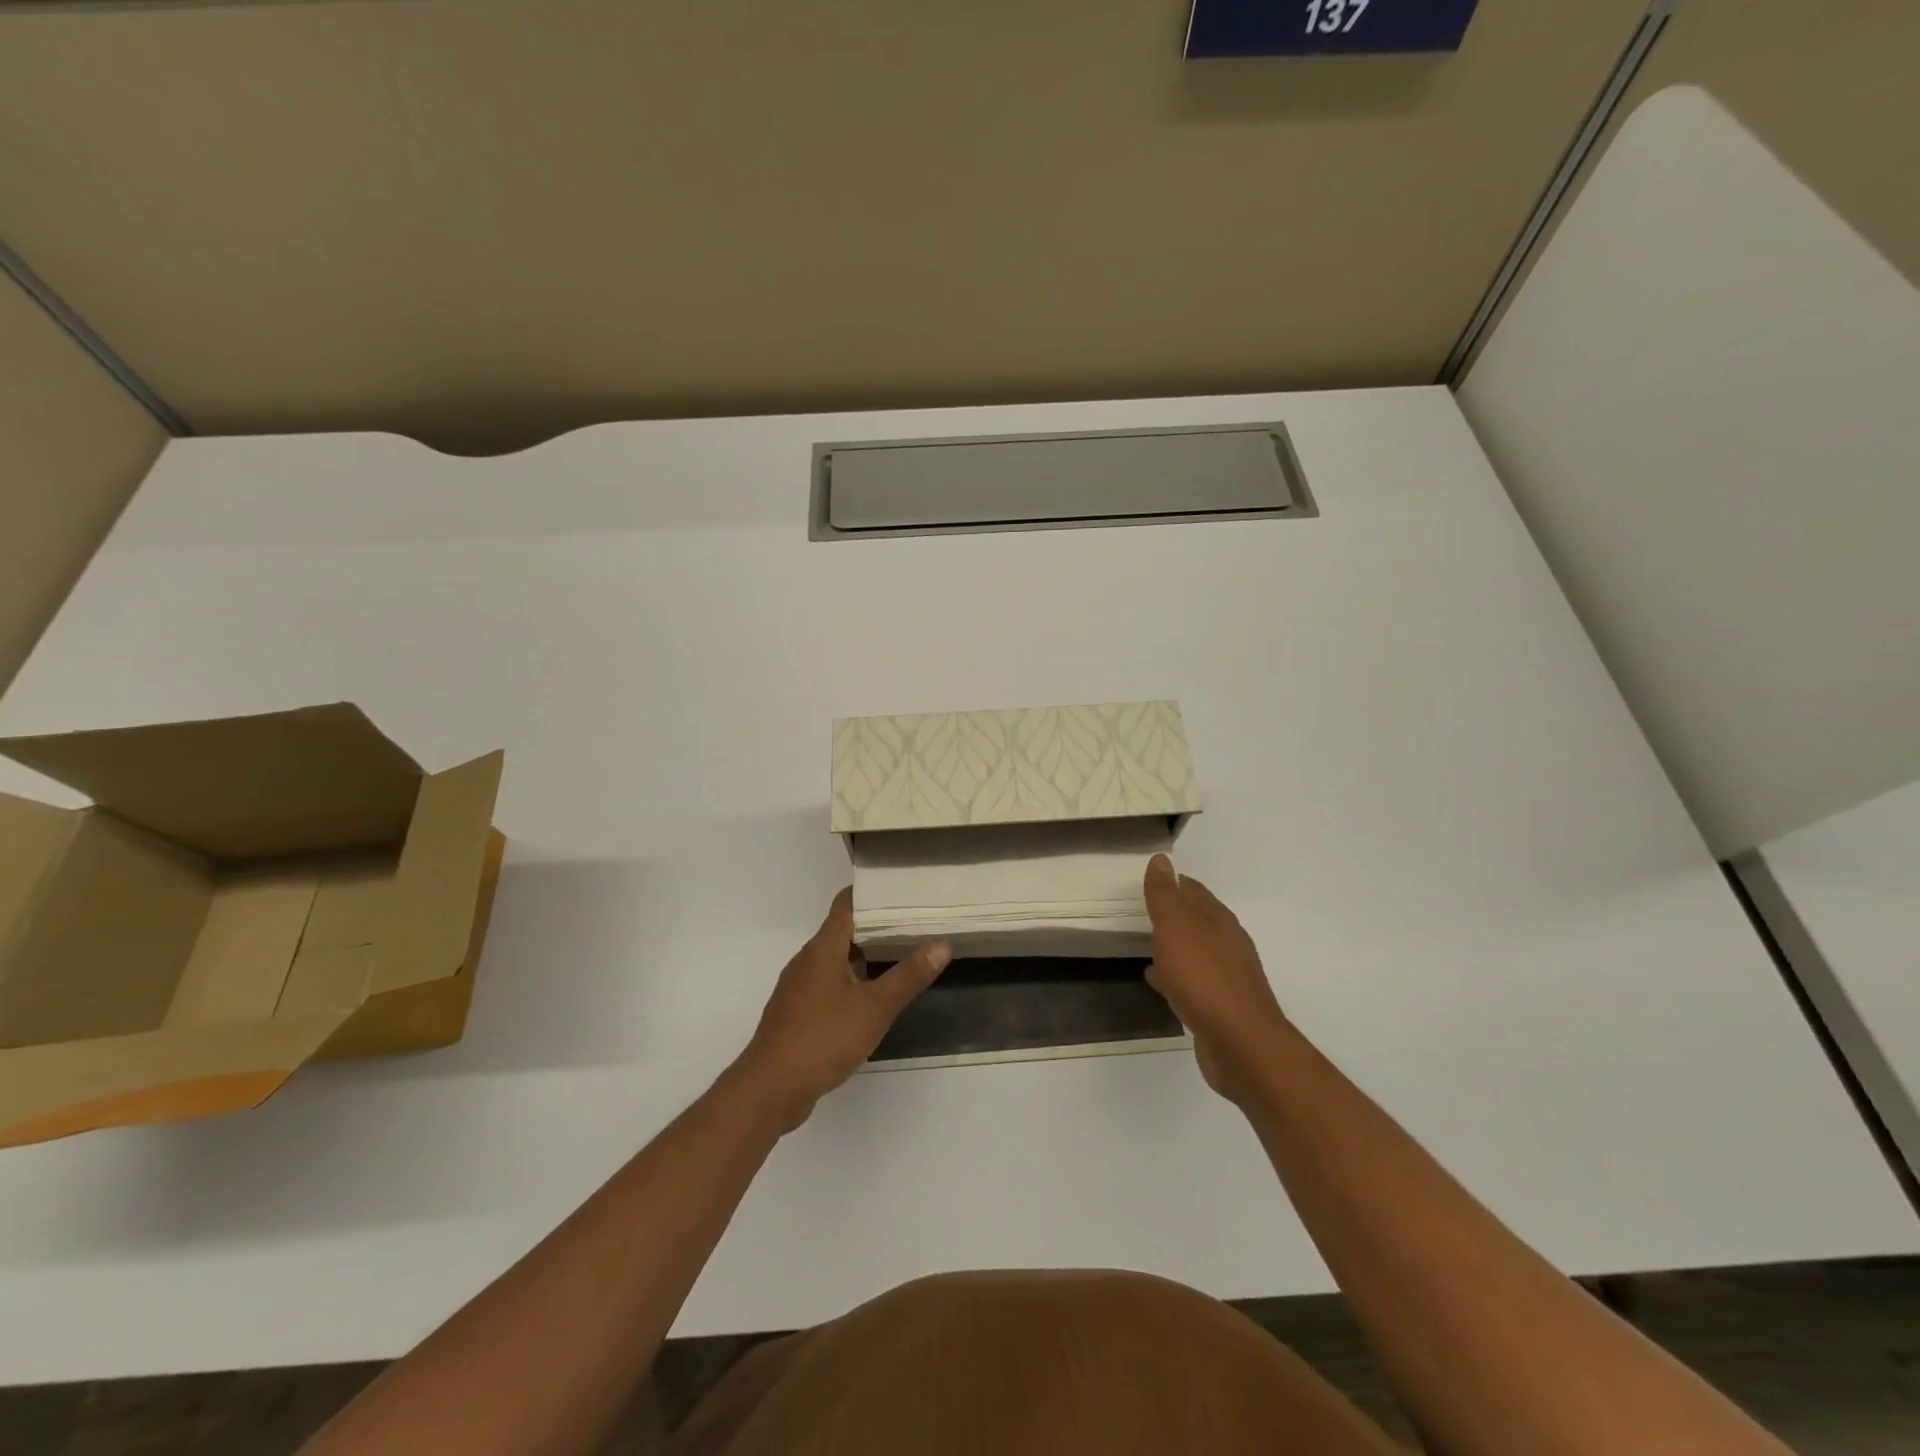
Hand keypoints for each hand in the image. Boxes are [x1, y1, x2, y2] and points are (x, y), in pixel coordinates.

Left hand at [733, 889, 950, 1130]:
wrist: (770, 1089)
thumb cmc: (823, 1038)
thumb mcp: (875, 1008)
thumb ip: (908, 976)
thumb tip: (941, 944)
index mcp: (823, 948)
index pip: (846, 904)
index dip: (872, 893)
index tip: (901, 890)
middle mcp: (808, 960)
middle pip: (843, 930)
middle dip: (876, 926)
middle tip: (914, 924)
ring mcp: (799, 987)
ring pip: (836, 959)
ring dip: (865, 956)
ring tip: (901, 956)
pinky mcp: (797, 1013)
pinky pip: (828, 984)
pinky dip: (851, 981)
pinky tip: (872, 998)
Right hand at [1143, 854, 1286, 1103]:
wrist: (1241, 1044)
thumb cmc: (1204, 977)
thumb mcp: (1176, 927)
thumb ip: (1166, 895)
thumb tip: (1161, 859)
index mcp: (1218, 920)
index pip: (1194, 890)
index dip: (1173, 882)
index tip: (1150, 881)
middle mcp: (1227, 943)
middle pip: (1198, 920)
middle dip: (1174, 914)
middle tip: (1144, 911)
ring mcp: (1227, 976)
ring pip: (1195, 952)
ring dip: (1175, 946)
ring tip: (1147, 945)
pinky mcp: (1221, 1006)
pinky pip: (1193, 982)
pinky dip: (1175, 976)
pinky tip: (1159, 982)